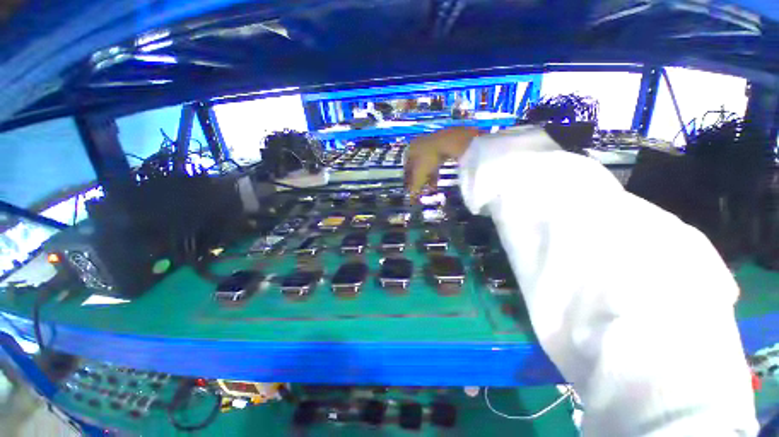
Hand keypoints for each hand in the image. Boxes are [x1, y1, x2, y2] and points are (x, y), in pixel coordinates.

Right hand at [404, 127, 479, 198]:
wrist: (450, 141)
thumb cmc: (430, 158)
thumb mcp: (420, 176)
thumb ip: (414, 188)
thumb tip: (411, 199)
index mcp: (409, 150)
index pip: (406, 168)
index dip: (408, 181)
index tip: (413, 190)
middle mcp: (418, 145)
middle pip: (416, 167)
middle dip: (420, 180)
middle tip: (423, 190)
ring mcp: (431, 143)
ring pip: (427, 165)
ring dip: (428, 178)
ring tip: (432, 188)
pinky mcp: (443, 144)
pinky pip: (436, 161)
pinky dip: (436, 171)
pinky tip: (438, 179)